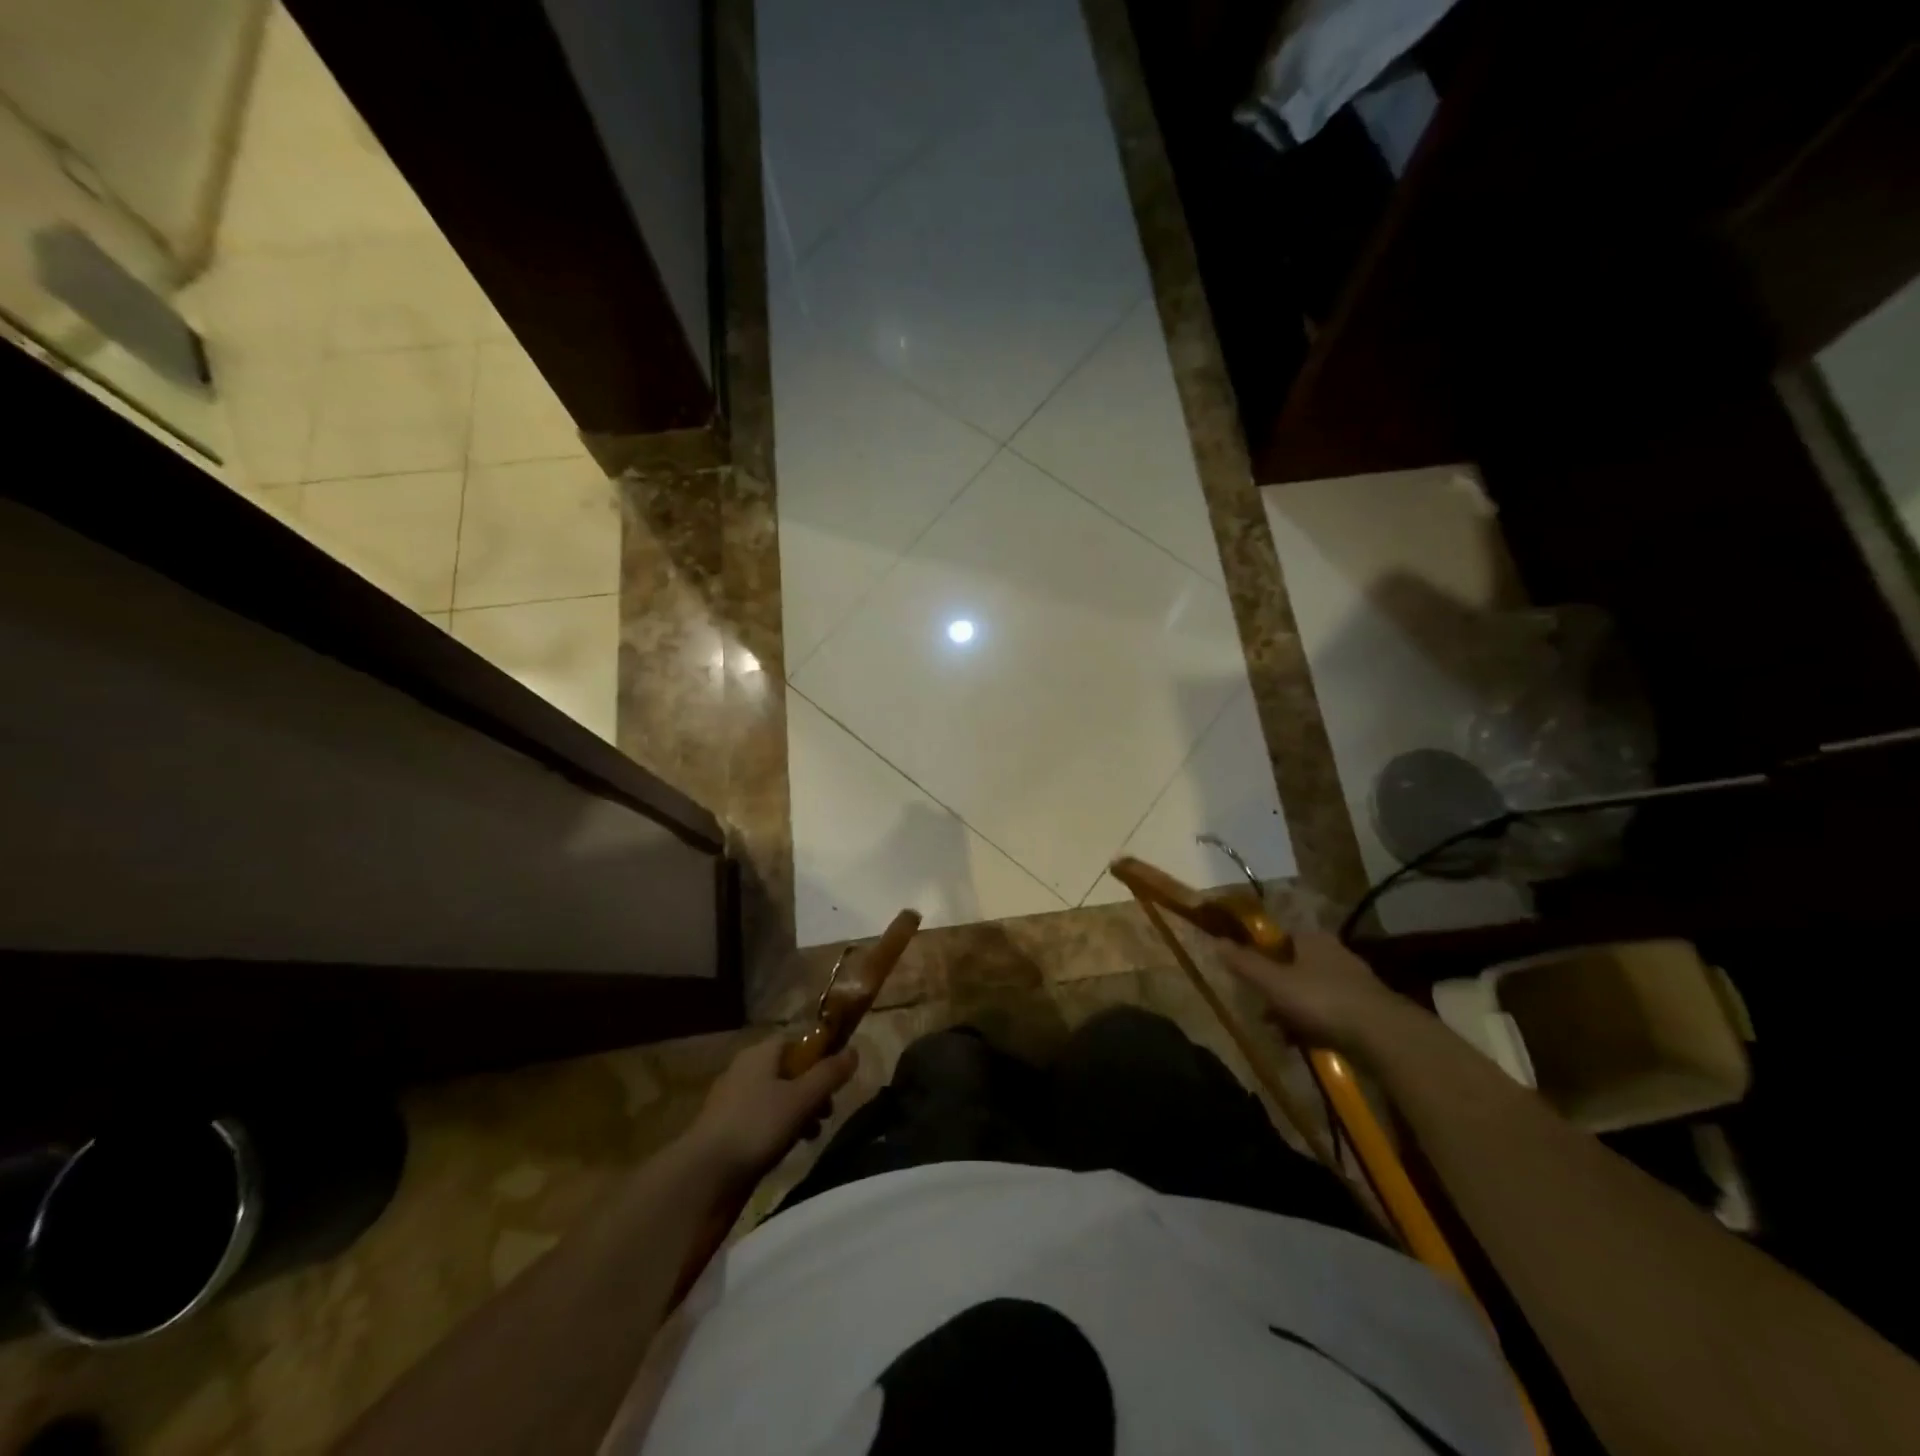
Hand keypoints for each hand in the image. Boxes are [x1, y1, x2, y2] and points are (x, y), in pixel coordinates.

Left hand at [683, 1036, 857, 1180]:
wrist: (703, 1177)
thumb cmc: (756, 1126)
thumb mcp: (801, 1098)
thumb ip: (829, 1074)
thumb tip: (854, 1050)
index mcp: (761, 1052)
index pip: (797, 1040)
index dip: (820, 1053)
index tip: (837, 1075)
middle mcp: (745, 1069)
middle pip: (789, 1068)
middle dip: (813, 1087)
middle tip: (829, 1109)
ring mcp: (733, 1100)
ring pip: (777, 1095)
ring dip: (800, 1110)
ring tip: (814, 1133)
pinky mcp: (727, 1129)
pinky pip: (763, 1118)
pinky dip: (780, 1127)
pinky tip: (789, 1147)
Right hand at [1216, 931, 1407, 1055]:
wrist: (1383, 1037)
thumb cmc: (1321, 1000)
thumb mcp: (1273, 982)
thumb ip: (1244, 963)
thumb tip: (1215, 942)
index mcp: (1313, 939)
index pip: (1282, 938)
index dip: (1264, 955)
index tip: (1251, 978)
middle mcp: (1335, 954)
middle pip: (1296, 967)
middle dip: (1277, 990)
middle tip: (1262, 1010)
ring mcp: (1354, 983)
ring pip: (1312, 992)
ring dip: (1294, 1011)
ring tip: (1280, 1033)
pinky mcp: (1367, 1011)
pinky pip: (1330, 1013)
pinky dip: (1315, 1025)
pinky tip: (1305, 1043)